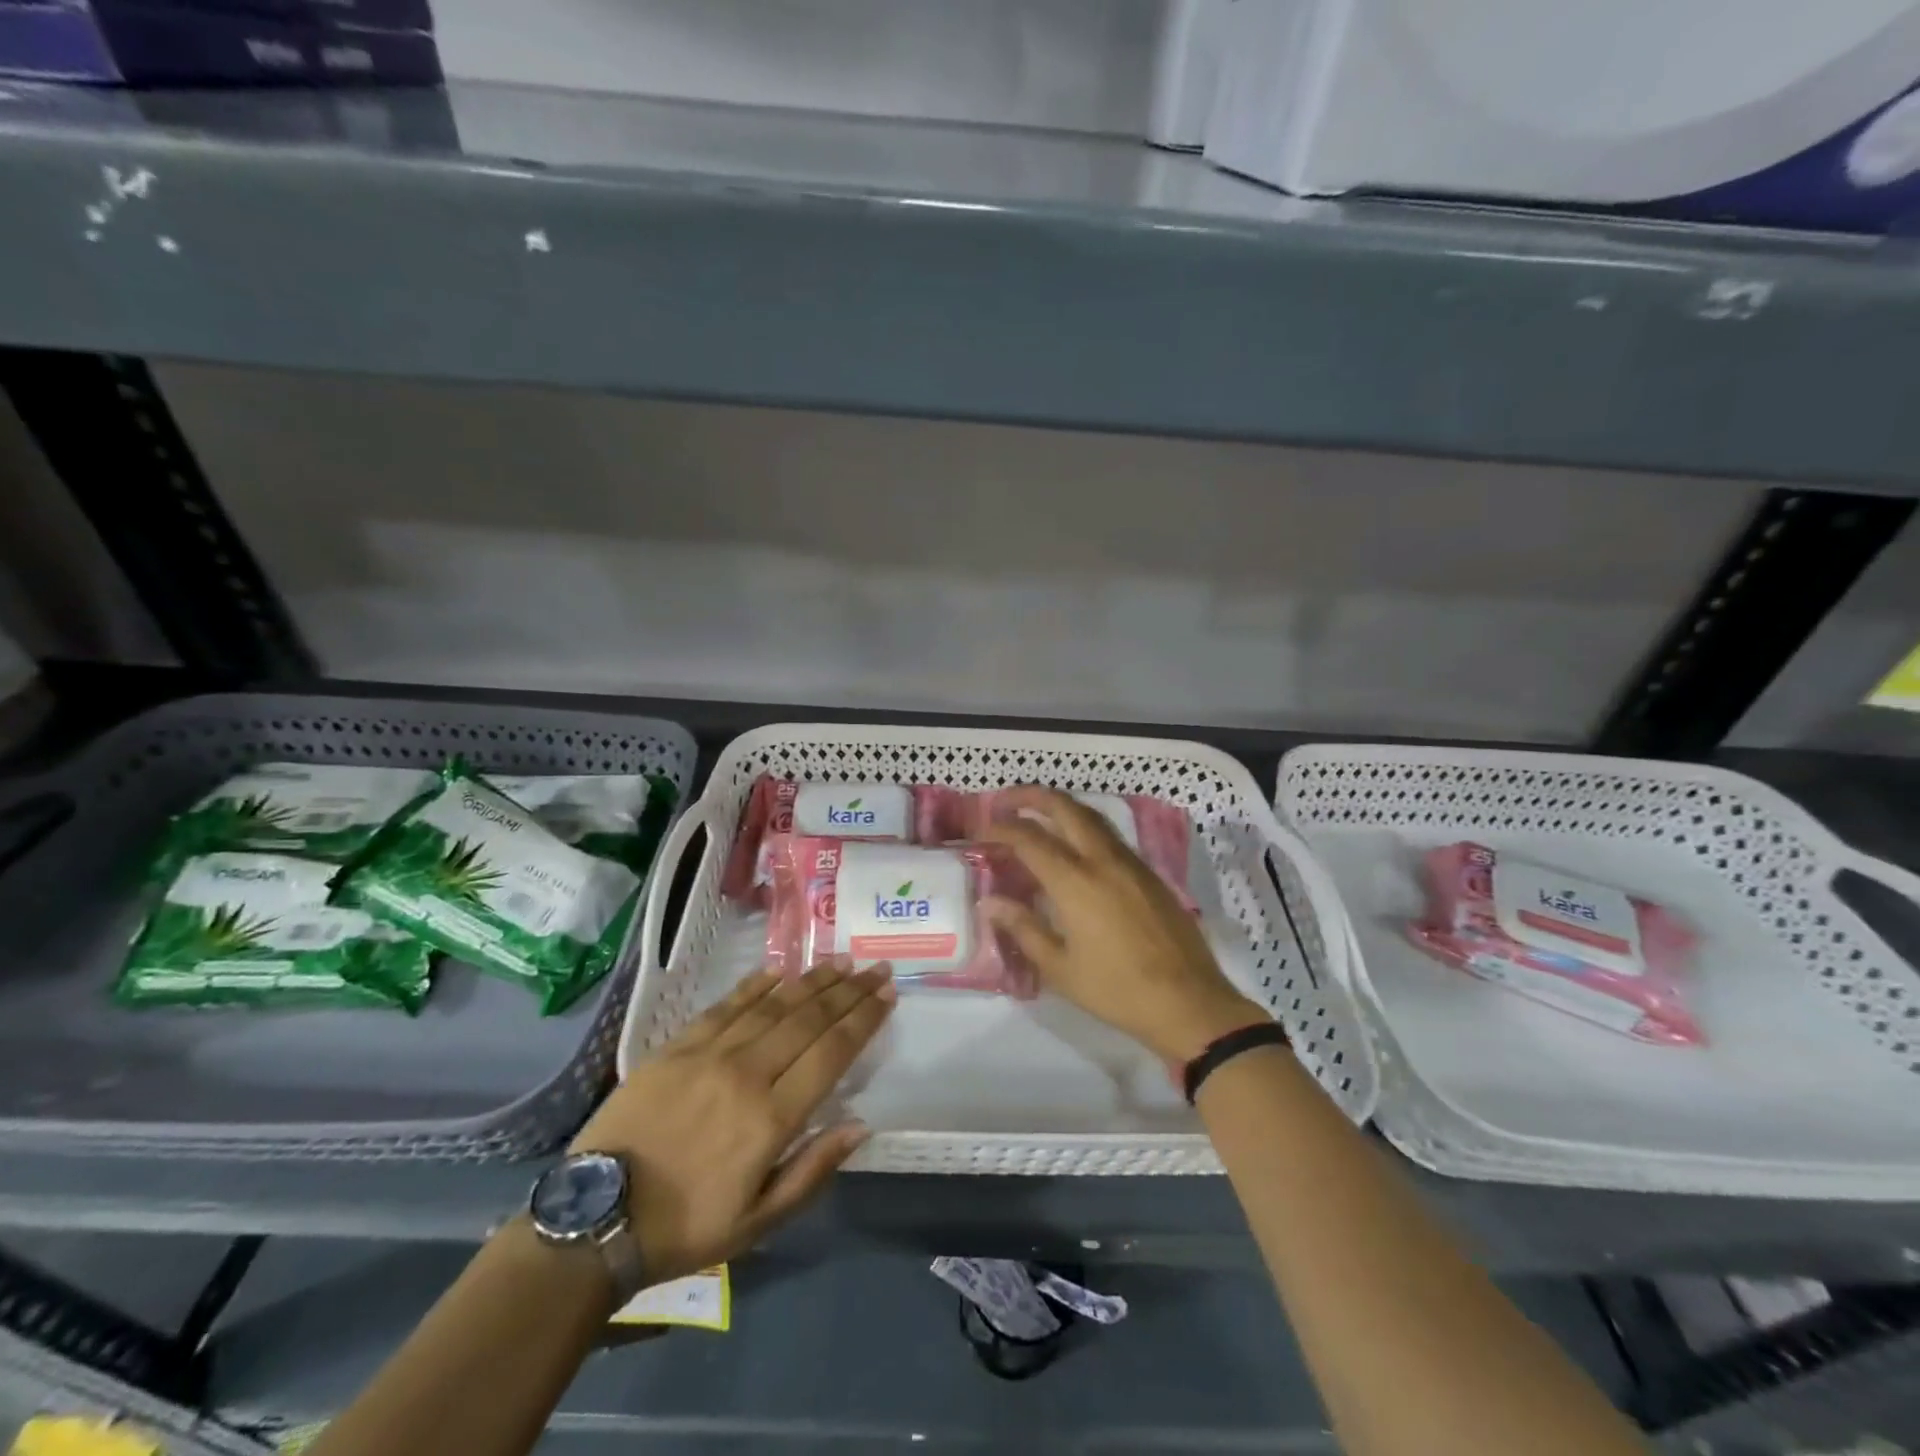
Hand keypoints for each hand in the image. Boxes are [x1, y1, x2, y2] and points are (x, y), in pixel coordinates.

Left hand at [570, 959, 893, 1284]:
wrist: (594, 1218)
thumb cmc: (685, 1227)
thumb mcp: (758, 1223)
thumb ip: (812, 1170)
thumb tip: (860, 1125)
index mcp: (771, 1118)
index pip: (831, 1054)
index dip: (863, 1021)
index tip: (887, 996)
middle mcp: (747, 1074)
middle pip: (809, 1020)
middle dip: (849, 991)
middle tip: (876, 968)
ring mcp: (709, 1054)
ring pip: (773, 1005)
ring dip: (812, 980)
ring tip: (841, 961)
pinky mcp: (676, 1046)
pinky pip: (726, 1005)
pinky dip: (756, 986)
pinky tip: (779, 971)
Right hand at [981, 787, 1266, 1064]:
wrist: (1188, 1002)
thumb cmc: (1117, 990)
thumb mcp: (1060, 967)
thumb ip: (1023, 928)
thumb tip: (990, 902)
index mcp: (1075, 882)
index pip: (1029, 838)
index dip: (1001, 828)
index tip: (981, 829)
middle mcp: (1102, 860)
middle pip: (1064, 808)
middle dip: (1031, 796)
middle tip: (1005, 800)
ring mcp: (1130, 863)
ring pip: (1091, 816)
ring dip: (1060, 807)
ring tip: (1037, 814)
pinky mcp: (1149, 873)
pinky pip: (1109, 835)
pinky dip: (1084, 826)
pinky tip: (1075, 846)